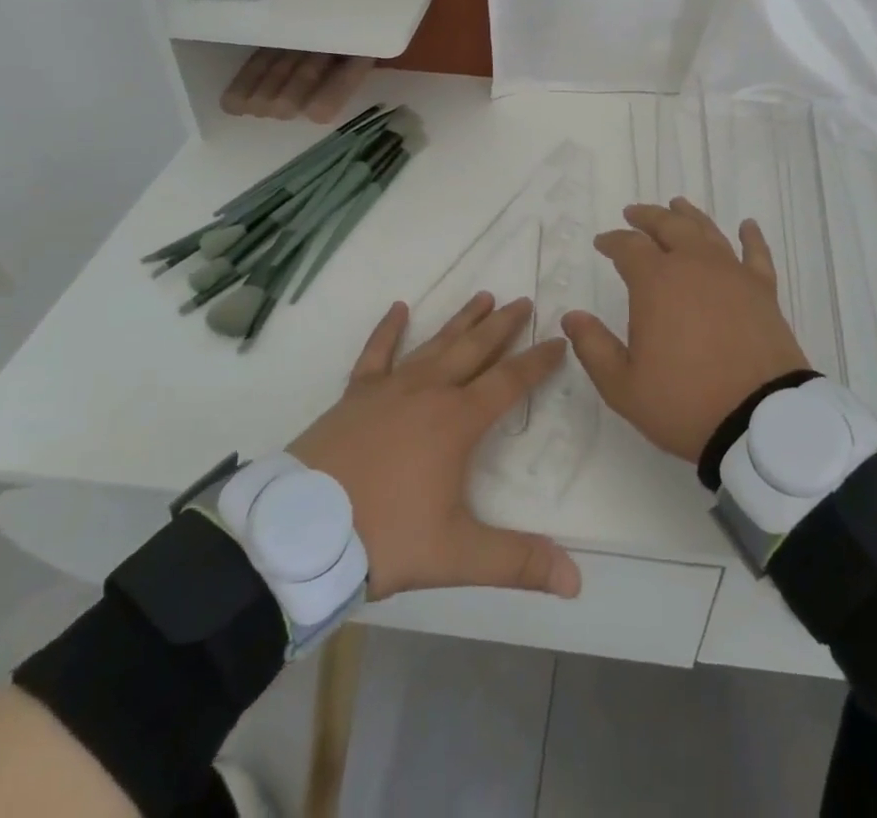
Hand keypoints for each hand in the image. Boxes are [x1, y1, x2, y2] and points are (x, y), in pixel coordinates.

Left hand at [288, 293, 581, 600]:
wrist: (300, 534)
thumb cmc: (383, 538)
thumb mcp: (455, 555)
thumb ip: (516, 562)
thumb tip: (576, 580)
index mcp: (457, 421)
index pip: (510, 382)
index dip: (538, 361)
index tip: (560, 340)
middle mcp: (428, 392)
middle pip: (475, 350)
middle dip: (503, 326)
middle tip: (525, 301)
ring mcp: (389, 388)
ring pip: (435, 344)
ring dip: (461, 320)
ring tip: (484, 296)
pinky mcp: (355, 395)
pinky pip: (376, 353)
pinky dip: (388, 329)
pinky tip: (398, 308)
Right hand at [561, 198, 810, 463]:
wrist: (759, 419)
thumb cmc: (684, 401)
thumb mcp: (623, 385)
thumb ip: (593, 347)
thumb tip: (572, 317)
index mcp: (656, 282)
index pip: (629, 247)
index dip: (612, 241)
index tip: (602, 242)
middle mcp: (694, 265)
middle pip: (668, 226)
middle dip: (648, 217)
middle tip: (634, 213)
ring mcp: (732, 273)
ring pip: (707, 231)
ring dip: (688, 216)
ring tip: (677, 206)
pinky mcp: (763, 290)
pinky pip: (756, 253)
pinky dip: (750, 237)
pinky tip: (747, 226)